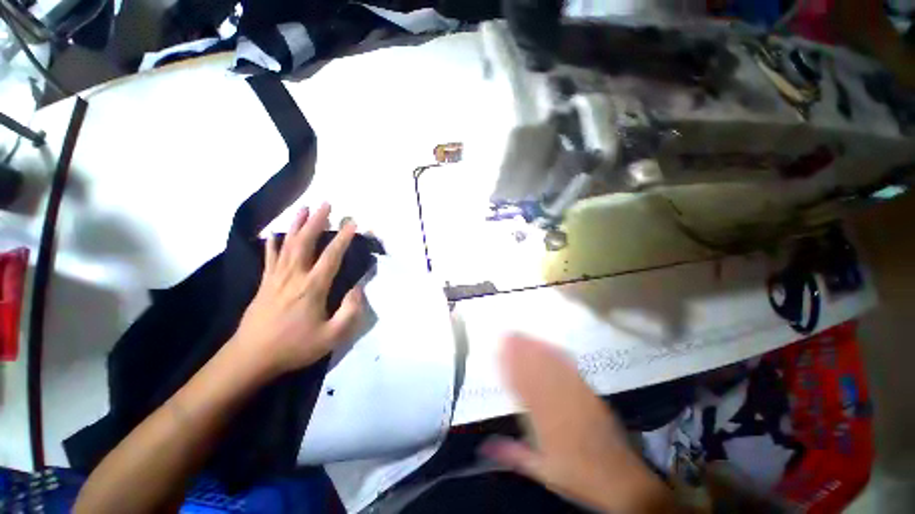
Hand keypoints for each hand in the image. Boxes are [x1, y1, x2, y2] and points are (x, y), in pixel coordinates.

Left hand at [230, 203, 363, 377]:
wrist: (250, 359)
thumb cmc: (294, 347)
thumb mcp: (331, 337)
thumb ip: (350, 312)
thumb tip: (358, 289)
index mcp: (312, 288)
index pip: (331, 256)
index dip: (343, 238)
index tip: (352, 222)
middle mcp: (294, 276)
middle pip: (305, 242)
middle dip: (317, 221)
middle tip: (326, 203)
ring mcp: (275, 278)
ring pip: (287, 244)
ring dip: (296, 225)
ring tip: (303, 208)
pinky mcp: (264, 284)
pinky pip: (270, 258)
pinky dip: (273, 244)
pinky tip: (276, 234)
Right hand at [481, 335, 676, 513]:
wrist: (619, 479)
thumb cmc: (577, 475)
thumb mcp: (542, 470)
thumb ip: (513, 454)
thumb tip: (485, 447)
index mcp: (545, 422)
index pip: (523, 388)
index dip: (510, 368)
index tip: (500, 353)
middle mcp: (559, 403)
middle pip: (536, 371)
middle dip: (521, 351)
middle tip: (508, 335)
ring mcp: (576, 395)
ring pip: (552, 367)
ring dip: (536, 348)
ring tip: (523, 336)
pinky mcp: (589, 393)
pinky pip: (571, 370)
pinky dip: (558, 355)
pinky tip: (551, 346)